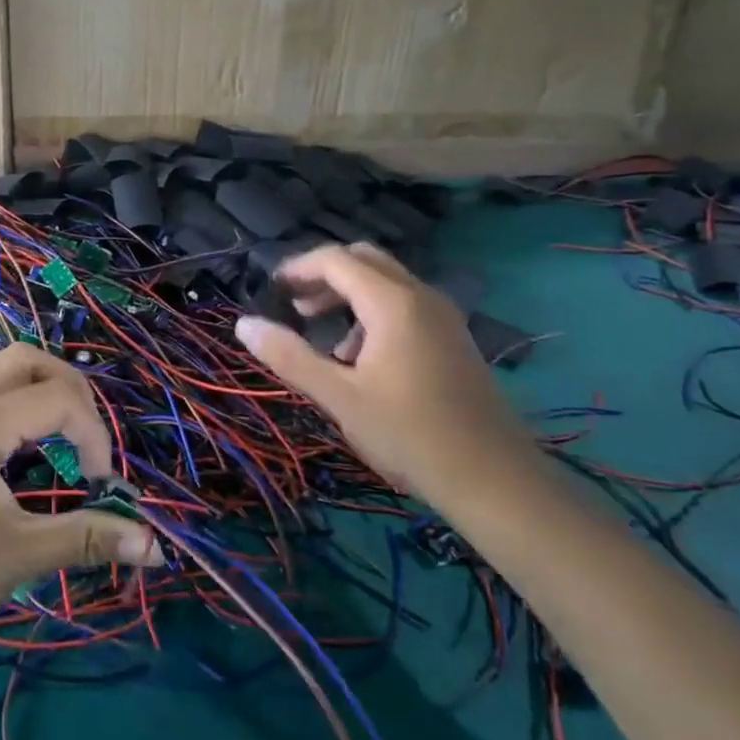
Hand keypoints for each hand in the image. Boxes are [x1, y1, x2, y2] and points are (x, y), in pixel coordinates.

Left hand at [0, 344, 160, 682]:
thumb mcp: (19, 556)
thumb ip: (88, 538)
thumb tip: (154, 544)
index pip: (59, 398)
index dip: (95, 436)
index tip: (102, 486)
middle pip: (25, 359)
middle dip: (69, 390)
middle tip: (86, 441)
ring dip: (27, 384)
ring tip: (47, 430)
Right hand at [232, 243, 535, 503]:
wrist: (495, 479)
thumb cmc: (409, 435)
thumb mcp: (339, 397)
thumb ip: (289, 356)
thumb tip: (244, 324)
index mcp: (393, 302)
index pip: (335, 259)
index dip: (297, 268)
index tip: (270, 292)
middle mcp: (421, 296)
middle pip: (363, 260)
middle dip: (323, 276)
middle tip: (295, 307)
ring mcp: (443, 316)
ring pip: (385, 282)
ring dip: (348, 295)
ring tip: (324, 340)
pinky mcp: (453, 337)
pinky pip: (404, 304)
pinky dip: (373, 312)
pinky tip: (362, 359)